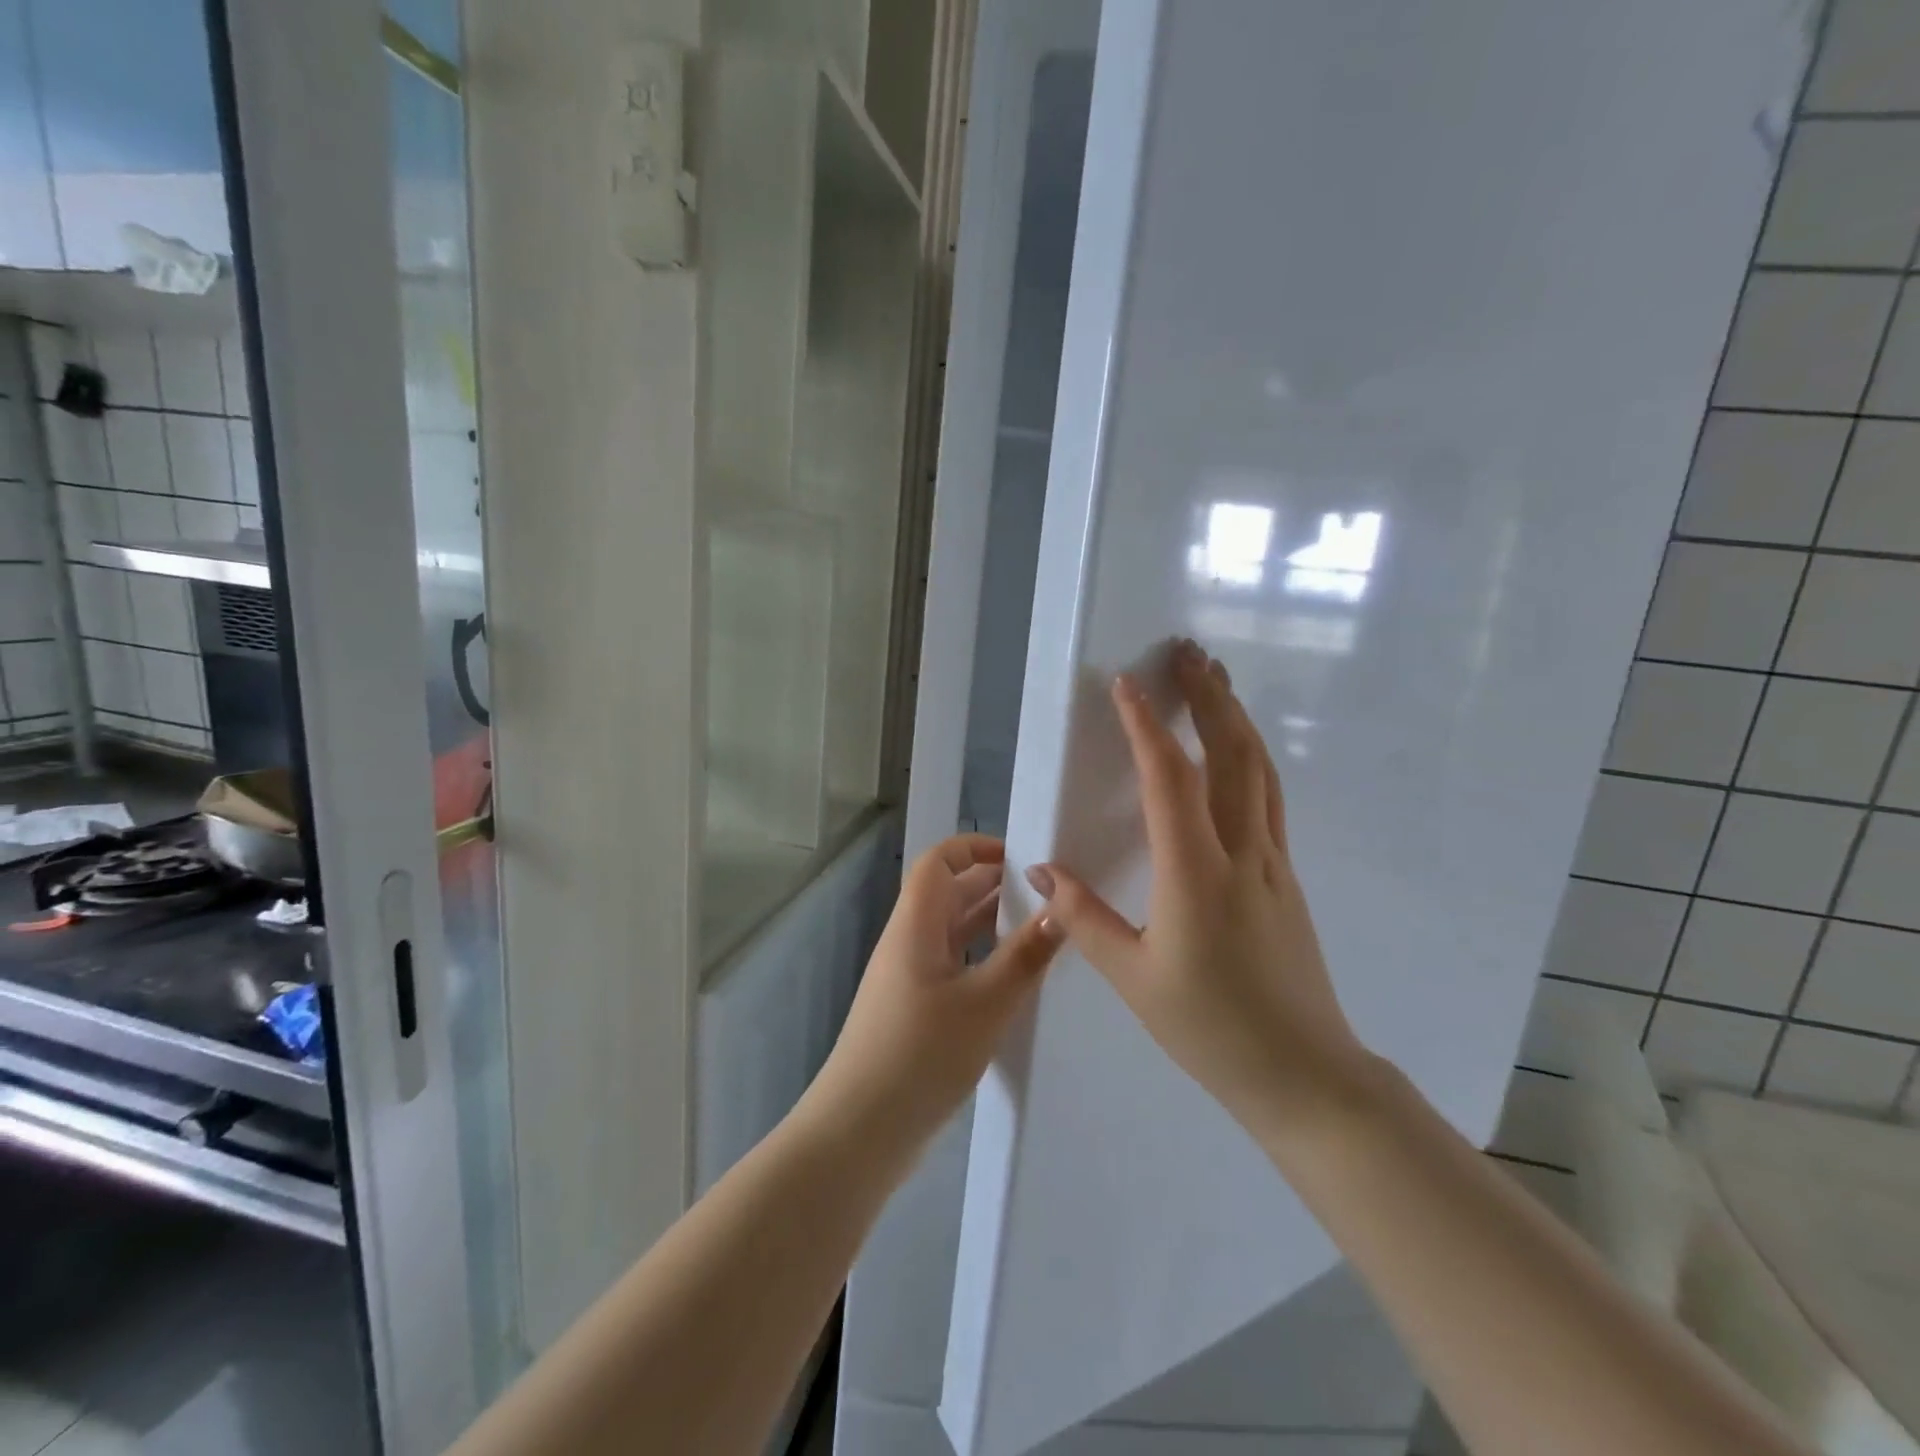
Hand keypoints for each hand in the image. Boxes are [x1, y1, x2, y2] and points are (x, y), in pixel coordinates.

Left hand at [807, 834, 1064, 1164]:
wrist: (859, 1131)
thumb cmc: (920, 1054)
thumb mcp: (984, 1004)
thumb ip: (1024, 955)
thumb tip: (1059, 908)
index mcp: (916, 925)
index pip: (939, 862)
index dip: (975, 848)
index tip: (1022, 858)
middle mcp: (909, 942)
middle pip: (948, 894)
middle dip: (993, 885)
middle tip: (1047, 893)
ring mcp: (909, 978)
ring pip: (953, 932)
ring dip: (991, 924)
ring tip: (1042, 929)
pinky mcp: (915, 1011)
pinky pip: (953, 966)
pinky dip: (983, 960)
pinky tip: (1016, 978)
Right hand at [1026, 640, 1372, 1139]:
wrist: (1304, 1073)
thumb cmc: (1211, 1029)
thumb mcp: (1133, 979)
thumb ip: (1084, 918)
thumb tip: (1041, 869)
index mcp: (1196, 875)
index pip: (1171, 780)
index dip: (1147, 727)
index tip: (1127, 685)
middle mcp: (1242, 853)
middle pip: (1233, 755)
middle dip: (1210, 697)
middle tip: (1189, 652)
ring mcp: (1273, 862)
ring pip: (1260, 770)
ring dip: (1236, 718)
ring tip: (1216, 681)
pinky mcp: (1286, 875)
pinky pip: (1268, 798)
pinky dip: (1250, 756)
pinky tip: (1237, 751)